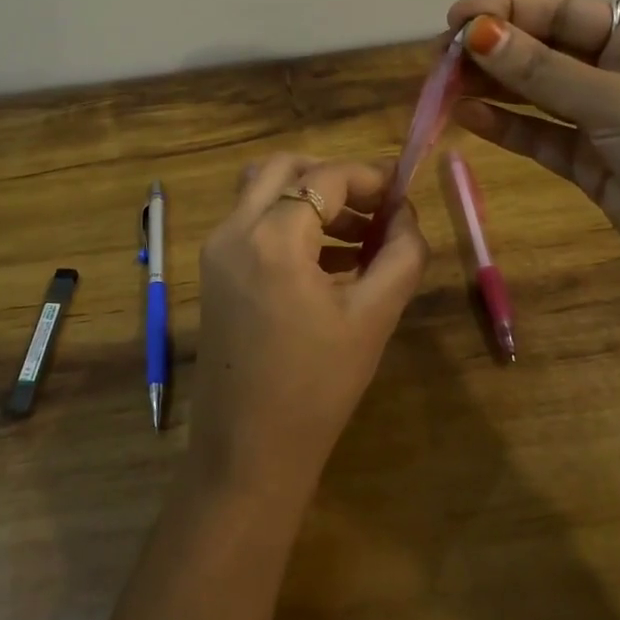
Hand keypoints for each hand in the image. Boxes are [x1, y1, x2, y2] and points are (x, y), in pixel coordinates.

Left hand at [189, 155, 429, 507]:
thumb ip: (401, 254)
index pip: (327, 177)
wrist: (247, 452)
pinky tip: (329, 261)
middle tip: (374, 207)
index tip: (404, 193)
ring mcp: (216, 250)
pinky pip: (251, 223)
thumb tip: (406, 214)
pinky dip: (288, 222)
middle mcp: (235, 230)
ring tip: (358, 236)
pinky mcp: (213, 272)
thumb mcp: (373, 317)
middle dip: (333, 177)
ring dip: (309, 197)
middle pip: (284, 167)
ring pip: (262, 190)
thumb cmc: (317, 387)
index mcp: (273, 238)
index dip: (371, 177)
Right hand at [447, 0, 619, 327]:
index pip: (566, 12)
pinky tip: (468, 116)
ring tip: (441, 85)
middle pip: (548, 51)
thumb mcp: (619, 105)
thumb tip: (477, 33)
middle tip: (439, 58)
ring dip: (494, 87)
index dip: (509, 11)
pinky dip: (508, 127)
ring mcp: (609, 121)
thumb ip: (543, 72)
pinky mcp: (595, 164)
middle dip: (495, 51)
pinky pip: (543, 136)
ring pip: (540, 94)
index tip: (454, 18)